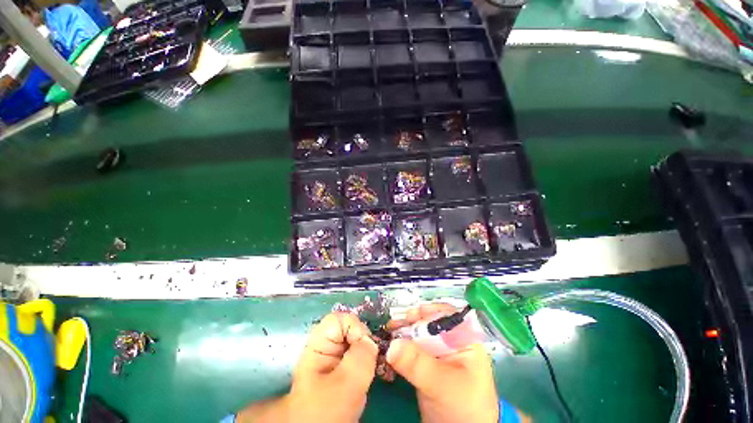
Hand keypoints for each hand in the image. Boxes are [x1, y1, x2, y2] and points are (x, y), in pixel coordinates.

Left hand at [237, 312, 377, 422]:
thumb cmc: (325, 410)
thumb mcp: (346, 383)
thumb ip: (361, 356)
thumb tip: (371, 341)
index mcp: (319, 344)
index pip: (340, 319)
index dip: (355, 328)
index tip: (365, 347)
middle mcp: (326, 346)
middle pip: (350, 329)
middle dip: (364, 342)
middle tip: (370, 362)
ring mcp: (334, 357)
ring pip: (356, 342)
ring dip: (367, 353)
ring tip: (369, 371)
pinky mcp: (342, 368)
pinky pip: (358, 355)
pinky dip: (367, 361)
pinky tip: (367, 375)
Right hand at [386, 304, 499, 422]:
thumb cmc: (463, 408)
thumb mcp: (442, 383)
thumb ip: (417, 363)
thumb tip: (391, 345)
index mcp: (464, 341)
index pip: (446, 316)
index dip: (428, 312)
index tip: (410, 315)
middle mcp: (451, 343)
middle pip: (429, 323)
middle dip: (411, 322)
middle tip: (394, 324)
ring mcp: (437, 355)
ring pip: (418, 336)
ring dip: (403, 333)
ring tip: (388, 331)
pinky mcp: (426, 366)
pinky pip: (412, 350)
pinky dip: (401, 348)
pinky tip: (390, 347)